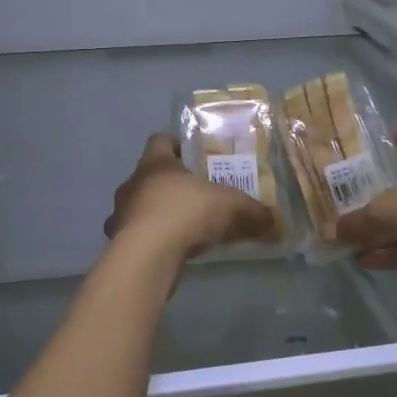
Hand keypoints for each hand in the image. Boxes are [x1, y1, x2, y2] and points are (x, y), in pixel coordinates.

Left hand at [104, 133, 275, 257]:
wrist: (146, 256)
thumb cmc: (185, 213)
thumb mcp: (230, 207)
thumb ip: (253, 213)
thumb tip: (277, 224)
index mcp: (155, 162)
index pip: (160, 140)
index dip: (177, 144)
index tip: (194, 155)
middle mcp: (133, 183)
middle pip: (150, 175)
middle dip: (172, 184)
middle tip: (198, 194)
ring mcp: (121, 214)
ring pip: (141, 206)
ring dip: (159, 213)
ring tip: (186, 226)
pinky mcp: (120, 242)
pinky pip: (138, 235)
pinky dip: (154, 239)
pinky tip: (174, 251)